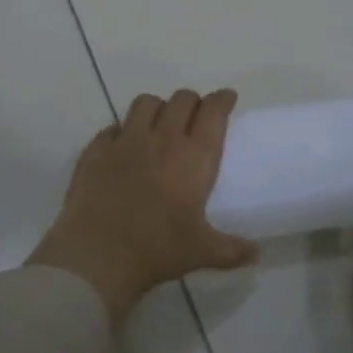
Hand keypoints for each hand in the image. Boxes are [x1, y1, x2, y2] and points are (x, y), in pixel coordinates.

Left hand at [29, 88, 258, 324]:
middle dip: (193, 101)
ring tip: (160, 123)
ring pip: (146, 103)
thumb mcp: (202, 252)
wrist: (97, 254)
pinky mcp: (96, 150)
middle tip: (196, 115)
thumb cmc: (157, 250)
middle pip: (182, 100)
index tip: (227, 98)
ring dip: (158, 108)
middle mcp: (162, 139)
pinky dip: (122, 131)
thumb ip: (232, 250)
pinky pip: (112, 127)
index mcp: (194, 157)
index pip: (213, 112)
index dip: (222, 100)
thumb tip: (257, 253)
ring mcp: (125, 141)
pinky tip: (123, 147)